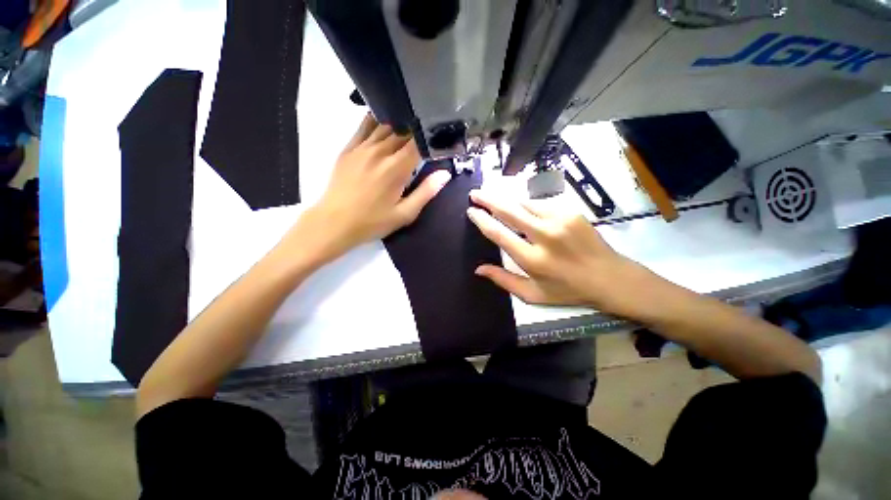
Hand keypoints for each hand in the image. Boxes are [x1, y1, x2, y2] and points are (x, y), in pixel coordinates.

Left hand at [288, 114, 451, 263]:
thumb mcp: (404, 213)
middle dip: (417, 133)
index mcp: (397, 168)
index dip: (431, 139)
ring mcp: (362, 147)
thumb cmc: (373, 221)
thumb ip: (425, 192)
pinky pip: (365, 125)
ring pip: (386, 125)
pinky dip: (378, 120)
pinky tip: (385, 122)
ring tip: (410, 128)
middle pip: (404, 131)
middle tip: (426, 137)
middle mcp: (380, 151)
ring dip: (400, 126)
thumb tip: (445, 174)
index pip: (419, 142)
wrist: (335, 222)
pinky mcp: (349, 148)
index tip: (439, 141)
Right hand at [467, 189, 666, 318]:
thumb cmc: (567, 290)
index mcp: (533, 259)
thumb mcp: (532, 294)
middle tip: (475, 193)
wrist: (610, 277)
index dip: (482, 220)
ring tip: (495, 199)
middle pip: (509, 211)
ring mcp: (560, 220)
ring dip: (508, 201)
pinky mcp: (571, 212)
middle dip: (489, 199)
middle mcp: (545, 235)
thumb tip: (478, 269)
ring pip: (524, 203)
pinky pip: (540, 204)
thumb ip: (503, 280)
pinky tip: (522, 209)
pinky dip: (527, 206)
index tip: (471, 211)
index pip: (499, 234)